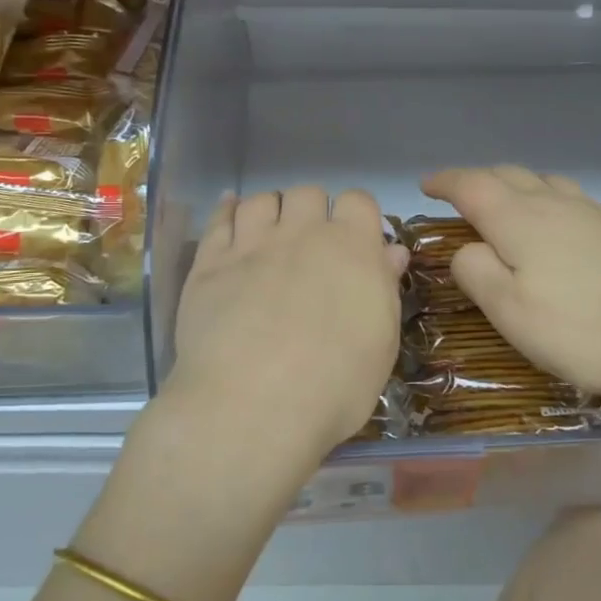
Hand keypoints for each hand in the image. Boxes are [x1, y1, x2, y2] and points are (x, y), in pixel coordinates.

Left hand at [163, 186, 407, 476]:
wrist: (252, 406)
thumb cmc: (334, 386)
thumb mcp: (381, 343)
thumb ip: (384, 288)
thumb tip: (391, 252)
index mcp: (352, 247)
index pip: (358, 200)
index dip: (357, 217)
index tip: (356, 242)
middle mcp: (302, 233)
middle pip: (308, 193)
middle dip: (312, 211)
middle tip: (310, 247)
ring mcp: (252, 244)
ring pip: (263, 200)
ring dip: (271, 210)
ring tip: (270, 235)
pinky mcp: (210, 264)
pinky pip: (219, 220)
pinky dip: (227, 210)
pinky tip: (229, 210)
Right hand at [420, 166, 600, 400]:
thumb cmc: (581, 331)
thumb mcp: (510, 313)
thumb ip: (475, 272)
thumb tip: (465, 247)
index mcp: (519, 220)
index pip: (471, 184)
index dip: (445, 181)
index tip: (426, 186)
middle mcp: (556, 203)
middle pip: (509, 175)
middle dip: (479, 180)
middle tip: (463, 199)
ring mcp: (597, 211)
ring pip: (548, 182)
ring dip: (520, 186)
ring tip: (512, 207)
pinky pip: (581, 202)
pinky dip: (559, 204)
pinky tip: (569, 229)